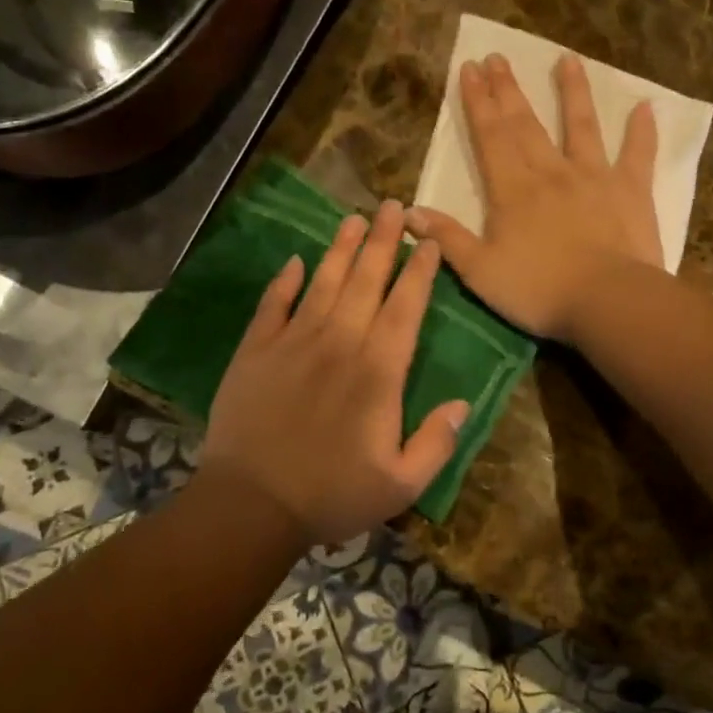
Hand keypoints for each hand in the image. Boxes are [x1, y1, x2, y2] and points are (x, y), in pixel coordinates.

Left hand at [202, 200, 469, 546]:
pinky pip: (273, 305)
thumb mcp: (401, 485)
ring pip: (324, 283)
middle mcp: (339, 343)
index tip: (429, 243)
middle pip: (367, 281)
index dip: (420, 273)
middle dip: (383, 241)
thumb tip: (462, 404)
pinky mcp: (255, 351)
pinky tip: (295, 261)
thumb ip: (437, 443)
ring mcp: (293, 343)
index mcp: (378, 372)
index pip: (405, 309)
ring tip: (354, 218)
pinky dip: (284, 281)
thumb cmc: (332, 496)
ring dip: (341, 249)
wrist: (250, 506)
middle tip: (394, 207)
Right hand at [406, 54, 662, 340]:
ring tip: (567, 60)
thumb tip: (409, 211)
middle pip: (526, 124)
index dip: (478, 102)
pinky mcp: (631, 192)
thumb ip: (447, 239)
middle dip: (509, 90)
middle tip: (499, 58)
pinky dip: (642, 132)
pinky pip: (638, 155)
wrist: (607, 301)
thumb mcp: (480, 272)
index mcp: (512, 190)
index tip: (470, 69)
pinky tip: (646, 108)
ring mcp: (594, 177)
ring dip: (573, 92)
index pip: (490, 136)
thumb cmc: (538, 290)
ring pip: (581, 126)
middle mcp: (551, 172)